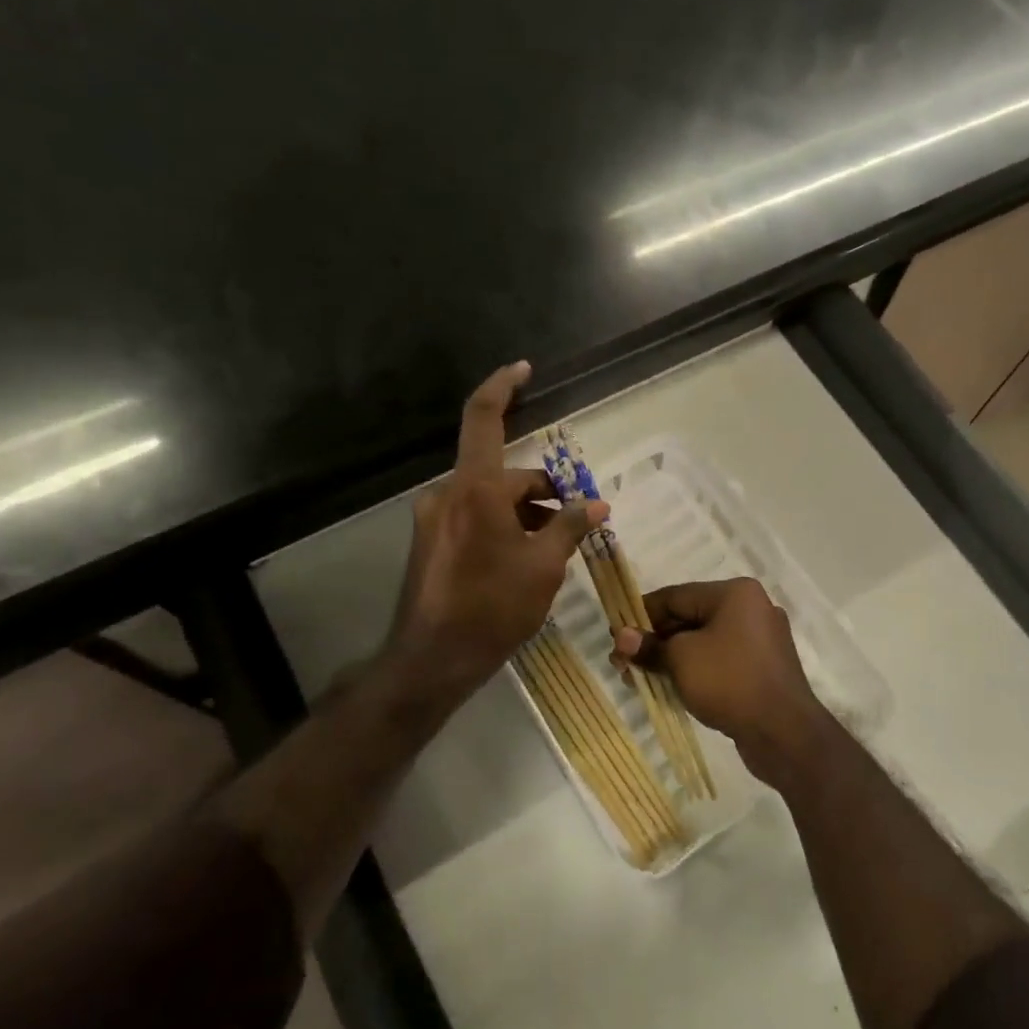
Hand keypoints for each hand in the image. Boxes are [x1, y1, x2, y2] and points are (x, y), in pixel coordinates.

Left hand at [382, 362, 605, 707]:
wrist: (432, 659)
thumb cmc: (493, 608)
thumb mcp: (544, 567)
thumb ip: (571, 527)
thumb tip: (598, 504)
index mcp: (475, 490)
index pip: (484, 418)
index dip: (503, 386)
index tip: (523, 368)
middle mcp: (448, 494)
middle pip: (502, 473)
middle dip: (542, 490)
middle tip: (579, 516)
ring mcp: (434, 518)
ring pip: (489, 498)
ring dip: (524, 511)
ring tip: (556, 546)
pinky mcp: (430, 541)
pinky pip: (473, 517)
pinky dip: (502, 525)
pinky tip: (524, 558)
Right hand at [611, 578, 834, 787]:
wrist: (784, 733)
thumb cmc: (730, 681)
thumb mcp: (681, 659)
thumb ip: (649, 646)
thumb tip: (621, 637)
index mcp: (735, 593)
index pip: (675, 596)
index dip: (641, 615)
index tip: (615, 635)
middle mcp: (752, 609)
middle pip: (689, 618)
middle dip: (654, 641)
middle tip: (622, 664)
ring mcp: (760, 640)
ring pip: (703, 642)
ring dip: (670, 659)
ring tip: (637, 679)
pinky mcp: (762, 669)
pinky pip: (719, 661)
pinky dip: (694, 671)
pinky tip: (669, 688)